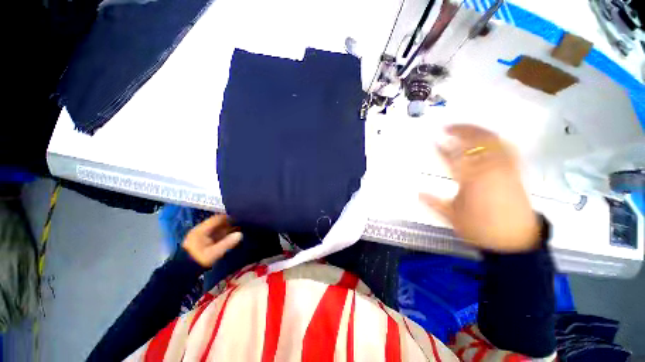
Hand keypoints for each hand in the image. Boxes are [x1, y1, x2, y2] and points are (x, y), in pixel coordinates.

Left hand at [182, 215, 242, 267]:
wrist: (184, 272)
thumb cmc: (198, 261)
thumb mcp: (213, 254)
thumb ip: (226, 243)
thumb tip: (240, 234)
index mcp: (201, 230)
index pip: (217, 219)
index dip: (229, 218)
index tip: (241, 219)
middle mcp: (202, 230)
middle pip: (219, 222)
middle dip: (231, 223)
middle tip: (243, 224)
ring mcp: (203, 235)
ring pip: (219, 228)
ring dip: (229, 228)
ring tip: (241, 229)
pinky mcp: (205, 240)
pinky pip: (218, 233)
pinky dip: (226, 233)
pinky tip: (233, 236)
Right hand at [420, 124, 539, 252]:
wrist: (514, 241)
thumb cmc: (479, 228)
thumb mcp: (451, 216)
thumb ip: (433, 202)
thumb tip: (417, 192)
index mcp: (471, 181)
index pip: (454, 157)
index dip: (442, 146)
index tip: (434, 139)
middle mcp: (490, 170)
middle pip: (477, 141)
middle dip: (462, 130)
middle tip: (448, 127)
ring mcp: (505, 169)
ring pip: (493, 141)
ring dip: (478, 132)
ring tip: (466, 129)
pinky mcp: (516, 172)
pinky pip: (506, 148)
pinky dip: (495, 140)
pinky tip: (488, 140)